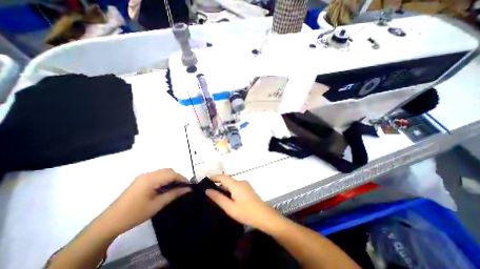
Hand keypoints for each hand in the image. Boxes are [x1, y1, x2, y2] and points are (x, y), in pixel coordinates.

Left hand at [98, 169, 189, 235]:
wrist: (110, 222)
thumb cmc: (135, 214)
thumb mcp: (157, 204)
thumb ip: (174, 194)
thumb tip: (188, 189)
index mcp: (150, 179)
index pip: (171, 174)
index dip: (182, 178)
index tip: (189, 186)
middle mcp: (147, 174)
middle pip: (167, 171)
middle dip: (177, 177)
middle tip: (183, 187)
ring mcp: (143, 177)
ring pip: (163, 172)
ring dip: (171, 177)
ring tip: (176, 187)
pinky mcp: (141, 180)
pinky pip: (157, 175)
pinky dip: (165, 179)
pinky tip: (166, 187)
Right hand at [204, 174, 279, 230]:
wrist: (264, 216)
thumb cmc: (246, 212)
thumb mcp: (230, 207)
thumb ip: (218, 198)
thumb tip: (207, 190)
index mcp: (236, 184)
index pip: (222, 177)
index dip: (213, 178)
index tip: (205, 182)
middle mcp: (241, 181)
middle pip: (227, 180)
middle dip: (218, 184)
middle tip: (209, 192)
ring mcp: (245, 185)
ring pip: (231, 183)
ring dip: (224, 188)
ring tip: (216, 196)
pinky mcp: (248, 189)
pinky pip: (236, 187)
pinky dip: (230, 190)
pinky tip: (227, 198)